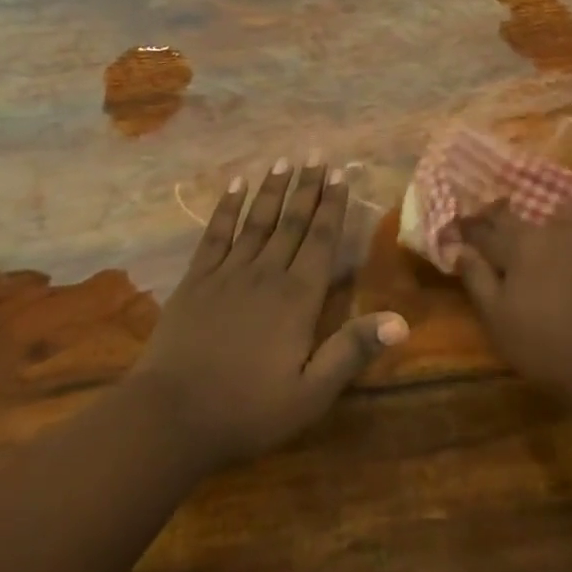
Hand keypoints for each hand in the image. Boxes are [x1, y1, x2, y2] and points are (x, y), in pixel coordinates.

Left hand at [126, 159, 406, 474]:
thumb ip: (352, 352)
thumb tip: (401, 321)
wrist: (171, 417)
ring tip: (284, 160)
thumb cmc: (247, 410)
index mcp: (297, 298)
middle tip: (317, 154)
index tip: (340, 174)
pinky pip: (216, 234)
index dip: (332, 206)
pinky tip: (235, 186)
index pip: (321, 240)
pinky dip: (227, 208)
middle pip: (292, 222)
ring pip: (257, 220)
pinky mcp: (196, 279)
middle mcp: (266, 273)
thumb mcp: (310, 394)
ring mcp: (228, 273)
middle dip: (307, 187)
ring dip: (272, 189)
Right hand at [456, 201, 571, 414]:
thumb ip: (477, 280)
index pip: (486, 230)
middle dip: (505, 222)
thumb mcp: (499, 322)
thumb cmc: (550, 348)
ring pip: (565, 215)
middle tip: (503, 237)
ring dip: (554, 224)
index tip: (461, 230)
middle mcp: (553, 228)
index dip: (471, 230)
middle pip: (521, 216)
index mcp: (519, 244)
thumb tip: (459, 248)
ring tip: (554, 245)